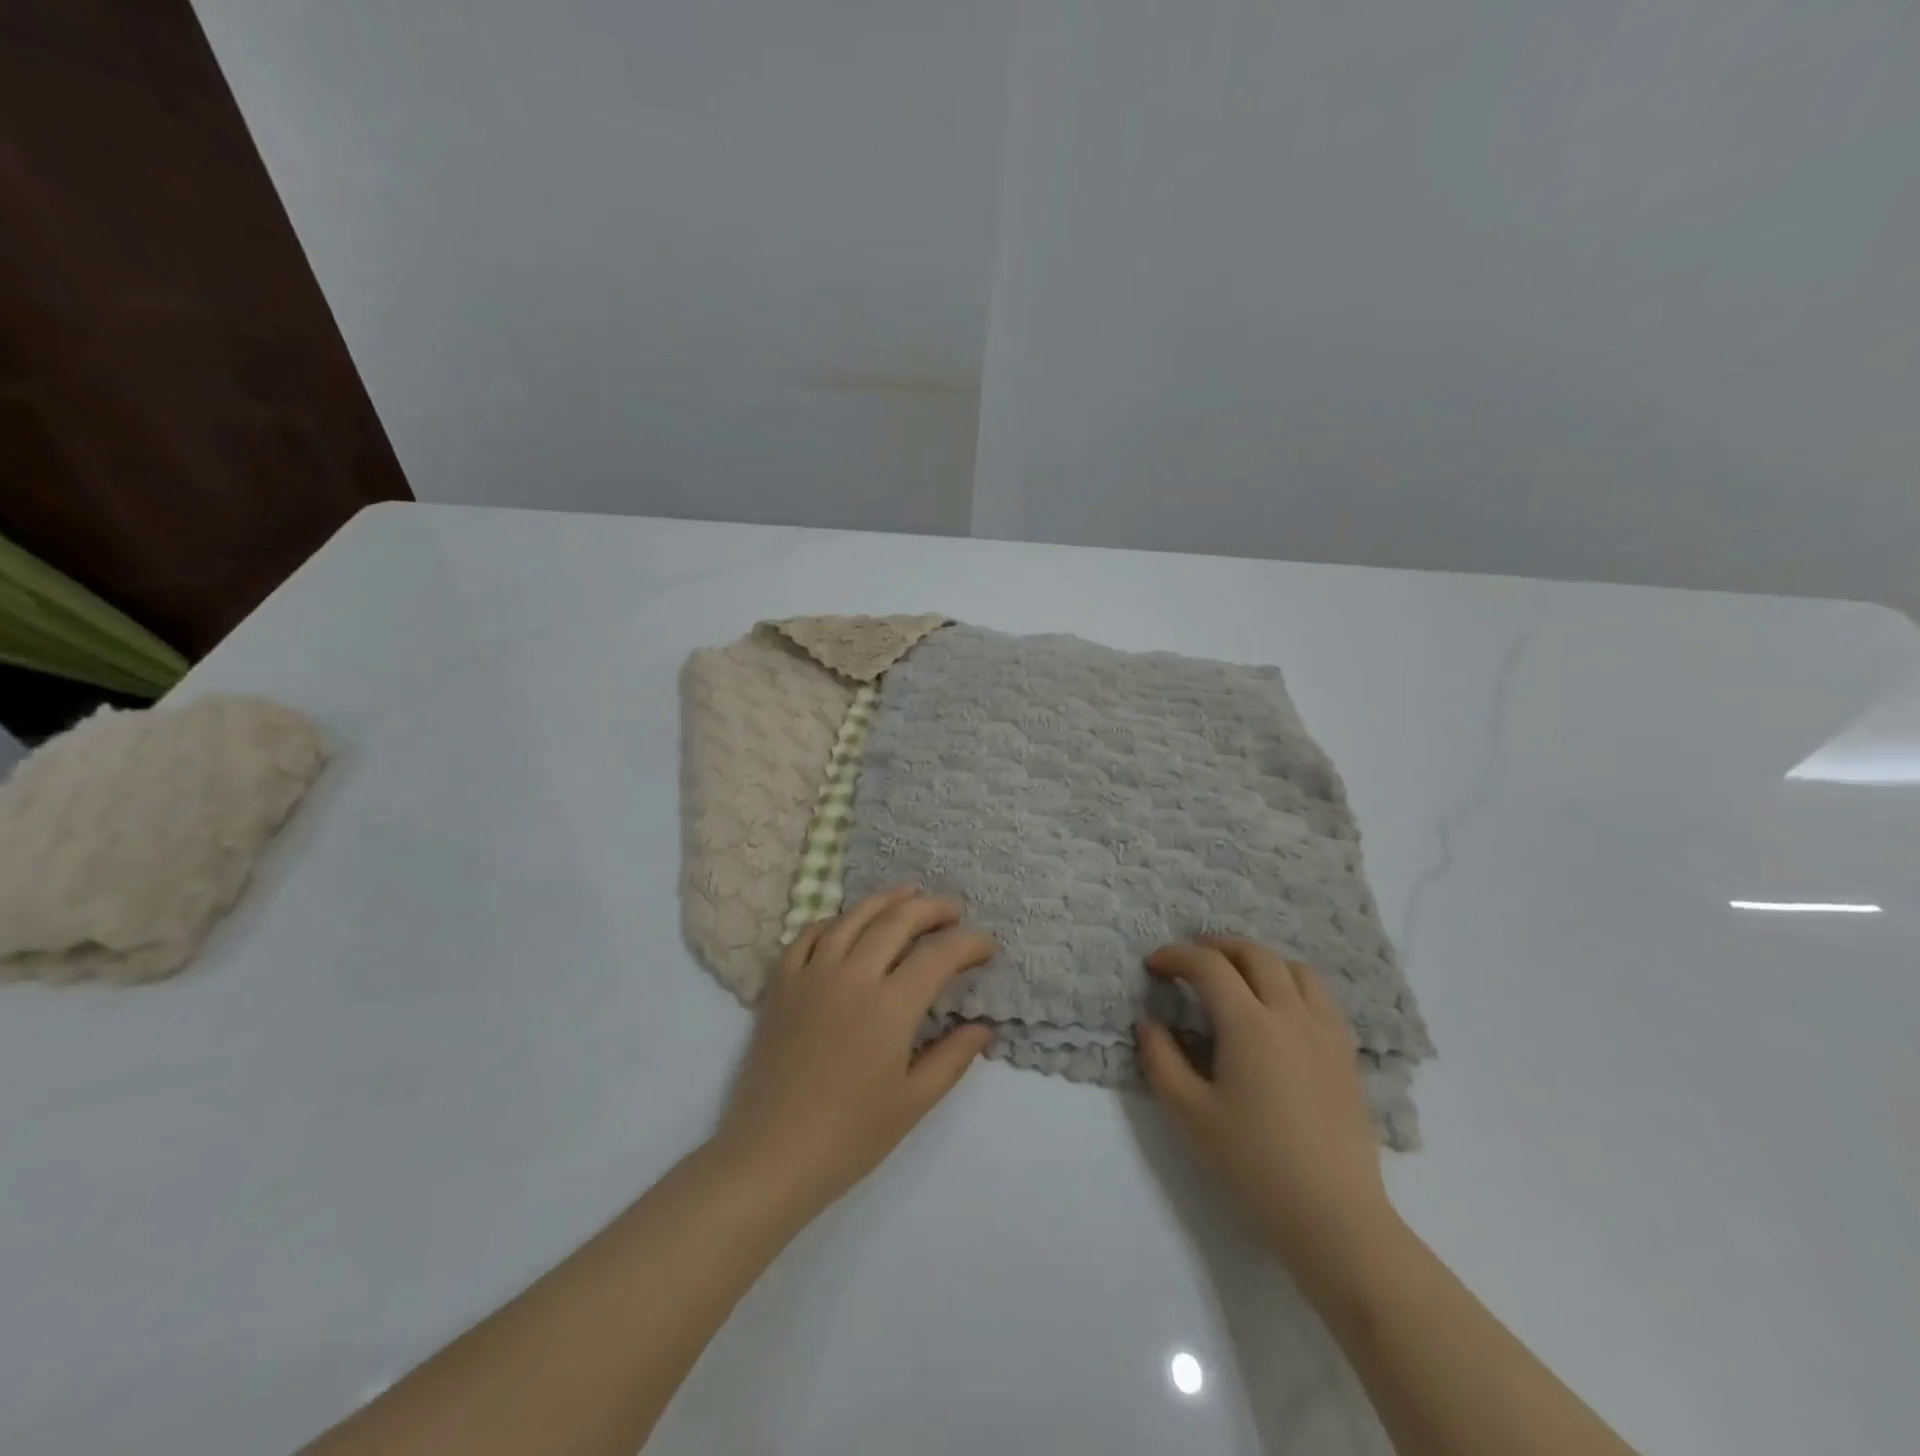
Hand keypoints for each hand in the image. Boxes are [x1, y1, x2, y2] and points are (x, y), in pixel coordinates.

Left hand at [712, 887, 996, 1222]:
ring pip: (853, 916)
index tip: (988, 947)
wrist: (771, 1155)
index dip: (970, 944)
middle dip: (933, 908)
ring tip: (909, 893)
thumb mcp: (914, 1101)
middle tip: (954, 911)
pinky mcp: (781, 983)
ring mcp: (812, 974)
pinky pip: (809, 934)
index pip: (940, 954)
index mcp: (890, 1005)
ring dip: (886, 900)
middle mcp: (852, 975)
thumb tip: (985, 1025)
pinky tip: (848, 922)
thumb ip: (954, 1057)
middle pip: (898, 919)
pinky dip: (835, 920)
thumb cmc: (850, 1136)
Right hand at [1137, 937, 1398, 1275]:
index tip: (1154, 965)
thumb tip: (1150, 1023)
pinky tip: (1279, 1009)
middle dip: (1216, 946)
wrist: (1333, 1216)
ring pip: (1295, 968)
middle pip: (1254, 954)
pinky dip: (1292, 983)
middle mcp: (1291, 1014)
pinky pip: (1321, 997)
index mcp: (1249, 1024)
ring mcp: (1325, 1032)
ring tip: (1237, 976)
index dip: (1176, 956)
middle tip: (1190, 960)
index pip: (1209, 965)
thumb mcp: (1190, 1114)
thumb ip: (1161, 1060)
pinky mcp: (1346, 1054)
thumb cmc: (1254, 1164)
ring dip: (1259, 960)